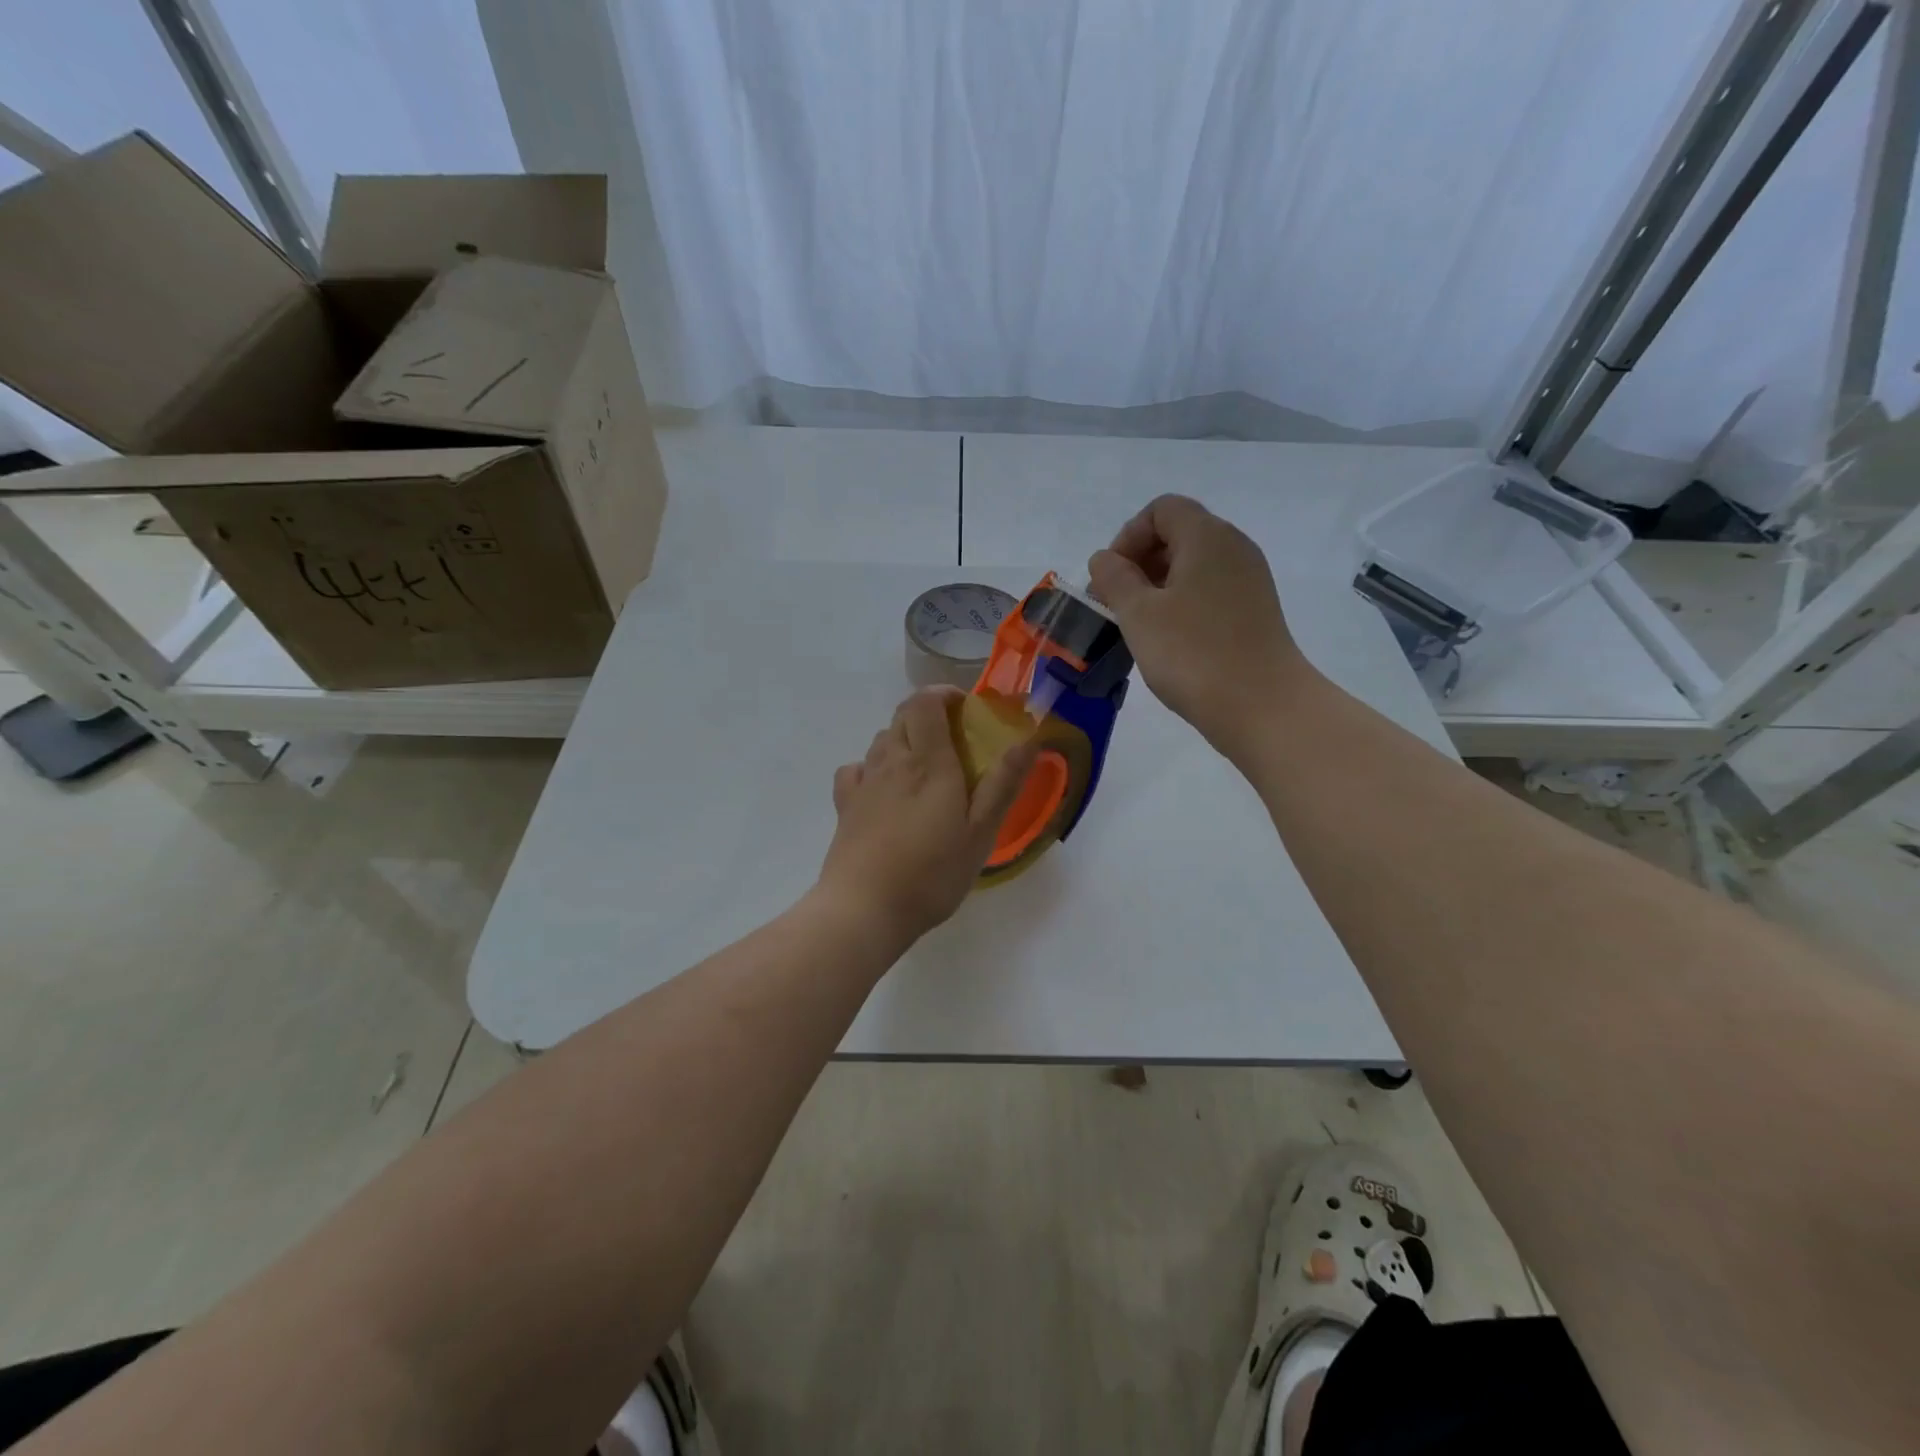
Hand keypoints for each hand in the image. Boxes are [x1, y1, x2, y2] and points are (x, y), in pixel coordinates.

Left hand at [816, 687, 1038, 945]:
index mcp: (928, 762)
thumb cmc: (931, 872)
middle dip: (928, 714)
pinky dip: (871, 767)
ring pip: (881, 740)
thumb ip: (1003, 783)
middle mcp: (892, 761)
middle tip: (954, 739)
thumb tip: (1028, 738)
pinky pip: (855, 769)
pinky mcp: (845, 807)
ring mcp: (864, 783)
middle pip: (902, 716)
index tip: (965, 709)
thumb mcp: (980, 833)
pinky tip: (882, 788)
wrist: (864, 909)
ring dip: (903, 738)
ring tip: (925, 766)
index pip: (925, 703)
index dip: (943, 694)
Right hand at [1087, 494, 1317, 753]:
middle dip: (1140, 561)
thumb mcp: (1138, 614)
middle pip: (1179, 533)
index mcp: (1207, 536)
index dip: (1127, 537)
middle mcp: (1234, 548)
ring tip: (1138, 624)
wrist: (1263, 706)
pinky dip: (1182, 602)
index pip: (1161, 510)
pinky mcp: (1254, 610)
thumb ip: (1115, 578)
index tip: (1110, 578)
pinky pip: (1210, 590)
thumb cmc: (1193, 654)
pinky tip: (1169, 639)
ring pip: (1194, 565)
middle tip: (1115, 603)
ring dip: (1158, 585)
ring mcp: (1249, 580)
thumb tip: (1105, 559)